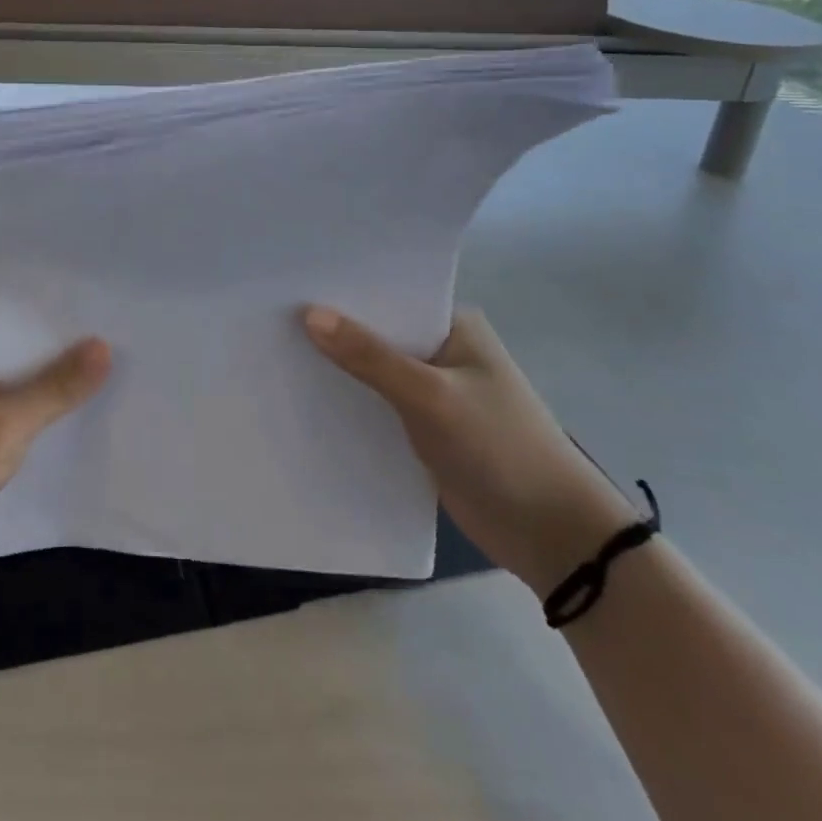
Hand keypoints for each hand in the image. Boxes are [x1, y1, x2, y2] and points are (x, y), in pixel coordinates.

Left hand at [0, 333, 110, 582]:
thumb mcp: (7, 422)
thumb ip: (57, 386)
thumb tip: (105, 346)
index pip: (30, 327)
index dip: (72, 330)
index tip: (120, 329)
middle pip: (29, 362)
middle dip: (70, 367)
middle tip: (129, 362)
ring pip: (23, 397)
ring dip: (56, 401)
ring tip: (115, 394)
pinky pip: (13, 427)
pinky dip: (39, 430)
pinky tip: (76, 436)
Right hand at [303, 306, 635, 594]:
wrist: (551, 536)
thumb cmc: (499, 447)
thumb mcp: (430, 396)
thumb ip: (370, 357)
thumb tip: (309, 315)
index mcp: (454, 326)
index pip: (390, 296)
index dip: (344, 292)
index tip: (290, 284)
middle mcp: (442, 351)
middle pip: (379, 333)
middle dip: (335, 330)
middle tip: (270, 316)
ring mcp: (434, 392)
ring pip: (375, 371)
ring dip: (340, 369)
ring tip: (275, 351)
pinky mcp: (425, 429)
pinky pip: (378, 405)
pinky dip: (351, 402)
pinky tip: (306, 397)